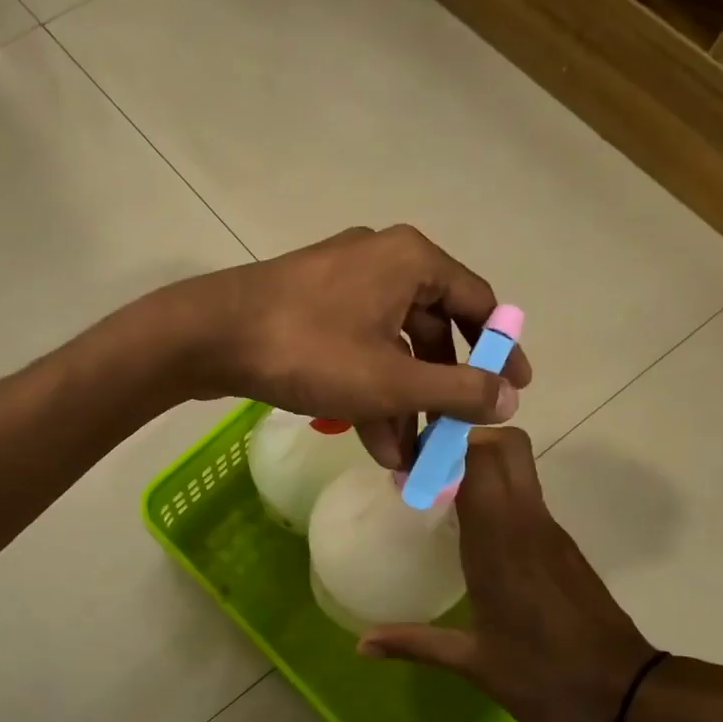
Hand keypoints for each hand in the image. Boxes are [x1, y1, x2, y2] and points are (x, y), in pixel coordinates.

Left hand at [166, 226, 531, 467]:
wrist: (208, 336)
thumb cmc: (309, 350)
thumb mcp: (391, 380)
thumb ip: (457, 390)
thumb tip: (509, 399)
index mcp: (411, 261)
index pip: (477, 303)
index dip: (500, 351)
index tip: (514, 391)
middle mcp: (381, 261)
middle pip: (431, 330)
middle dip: (440, 392)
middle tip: (450, 437)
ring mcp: (340, 283)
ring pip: (390, 347)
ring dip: (401, 403)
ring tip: (406, 461)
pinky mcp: (310, 307)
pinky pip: (356, 347)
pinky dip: (368, 389)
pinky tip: (372, 442)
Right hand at [357, 427, 656, 721]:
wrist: (629, 694)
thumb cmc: (546, 676)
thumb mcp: (474, 663)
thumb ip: (415, 643)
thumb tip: (362, 644)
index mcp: (500, 542)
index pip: (477, 461)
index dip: (442, 448)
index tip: (407, 465)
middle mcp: (527, 523)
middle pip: (504, 446)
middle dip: (462, 442)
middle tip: (425, 470)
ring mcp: (549, 530)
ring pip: (518, 466)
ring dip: (478, 463)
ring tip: (437, 494)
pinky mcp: (561, 544)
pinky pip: (525, 495)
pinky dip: (495, 491)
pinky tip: (470, 529)